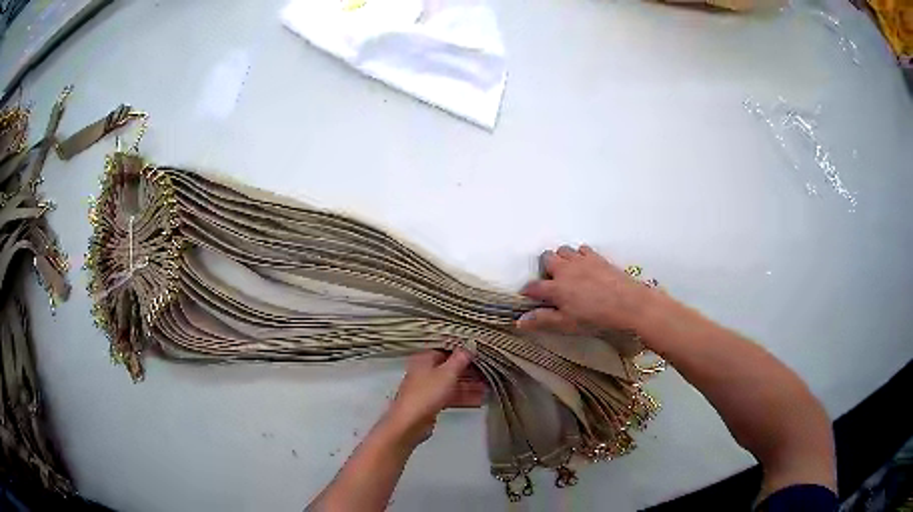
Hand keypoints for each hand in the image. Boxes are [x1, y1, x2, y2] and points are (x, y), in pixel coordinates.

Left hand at [384, 349, 484, 446]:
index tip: (481, 354)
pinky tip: (480, 400)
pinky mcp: (431, 404)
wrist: (410, 423)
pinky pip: (450, 397)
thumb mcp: (448, 373)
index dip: (464, 352)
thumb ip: (460, 359)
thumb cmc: (426, 394)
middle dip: (469, 371)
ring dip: (469, 385)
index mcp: (424, 360)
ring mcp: (427, 389)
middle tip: (489, 373)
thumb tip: (470, 344)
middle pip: (450, 368)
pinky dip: (463, 397)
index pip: (446, 350)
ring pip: (451, 383)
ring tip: (489, 387)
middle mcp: (424, 372)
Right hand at [516, 245, 652, 332]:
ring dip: (561, 259)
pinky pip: (582, 249)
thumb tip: (520, 320)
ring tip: (567, 272)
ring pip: (563, 250)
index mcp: (555, 288)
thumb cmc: (595, 317)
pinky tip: (584, 266)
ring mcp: (581, 260)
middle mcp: (565, 269)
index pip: (533, 286)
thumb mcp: (567, 324)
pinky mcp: (597, 257)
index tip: (526, 296)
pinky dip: (579, 255)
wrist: (627, 304)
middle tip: (550, 282)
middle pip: (546, 258)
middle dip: (544, 268)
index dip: (527, 291)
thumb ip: (543, 320)